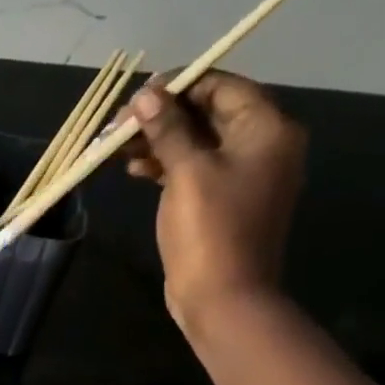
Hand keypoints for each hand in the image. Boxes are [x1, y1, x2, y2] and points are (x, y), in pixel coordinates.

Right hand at [115, 70, 306, 333]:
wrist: (223, 298)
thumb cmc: (210, 230)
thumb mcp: (187, 172)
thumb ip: (167, 128)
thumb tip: (145, 95)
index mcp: (267, 130)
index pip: (221, 87)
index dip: (178, 86)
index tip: (136, 96)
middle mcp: (263, 146)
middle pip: (208, 113)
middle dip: (161, 116)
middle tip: (118, 125)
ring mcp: (243, 175)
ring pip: (197, 141)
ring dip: (158, 140)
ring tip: (118, 148)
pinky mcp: (223, 200)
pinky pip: (194, 168)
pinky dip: (165, 164)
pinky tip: (134, 169)